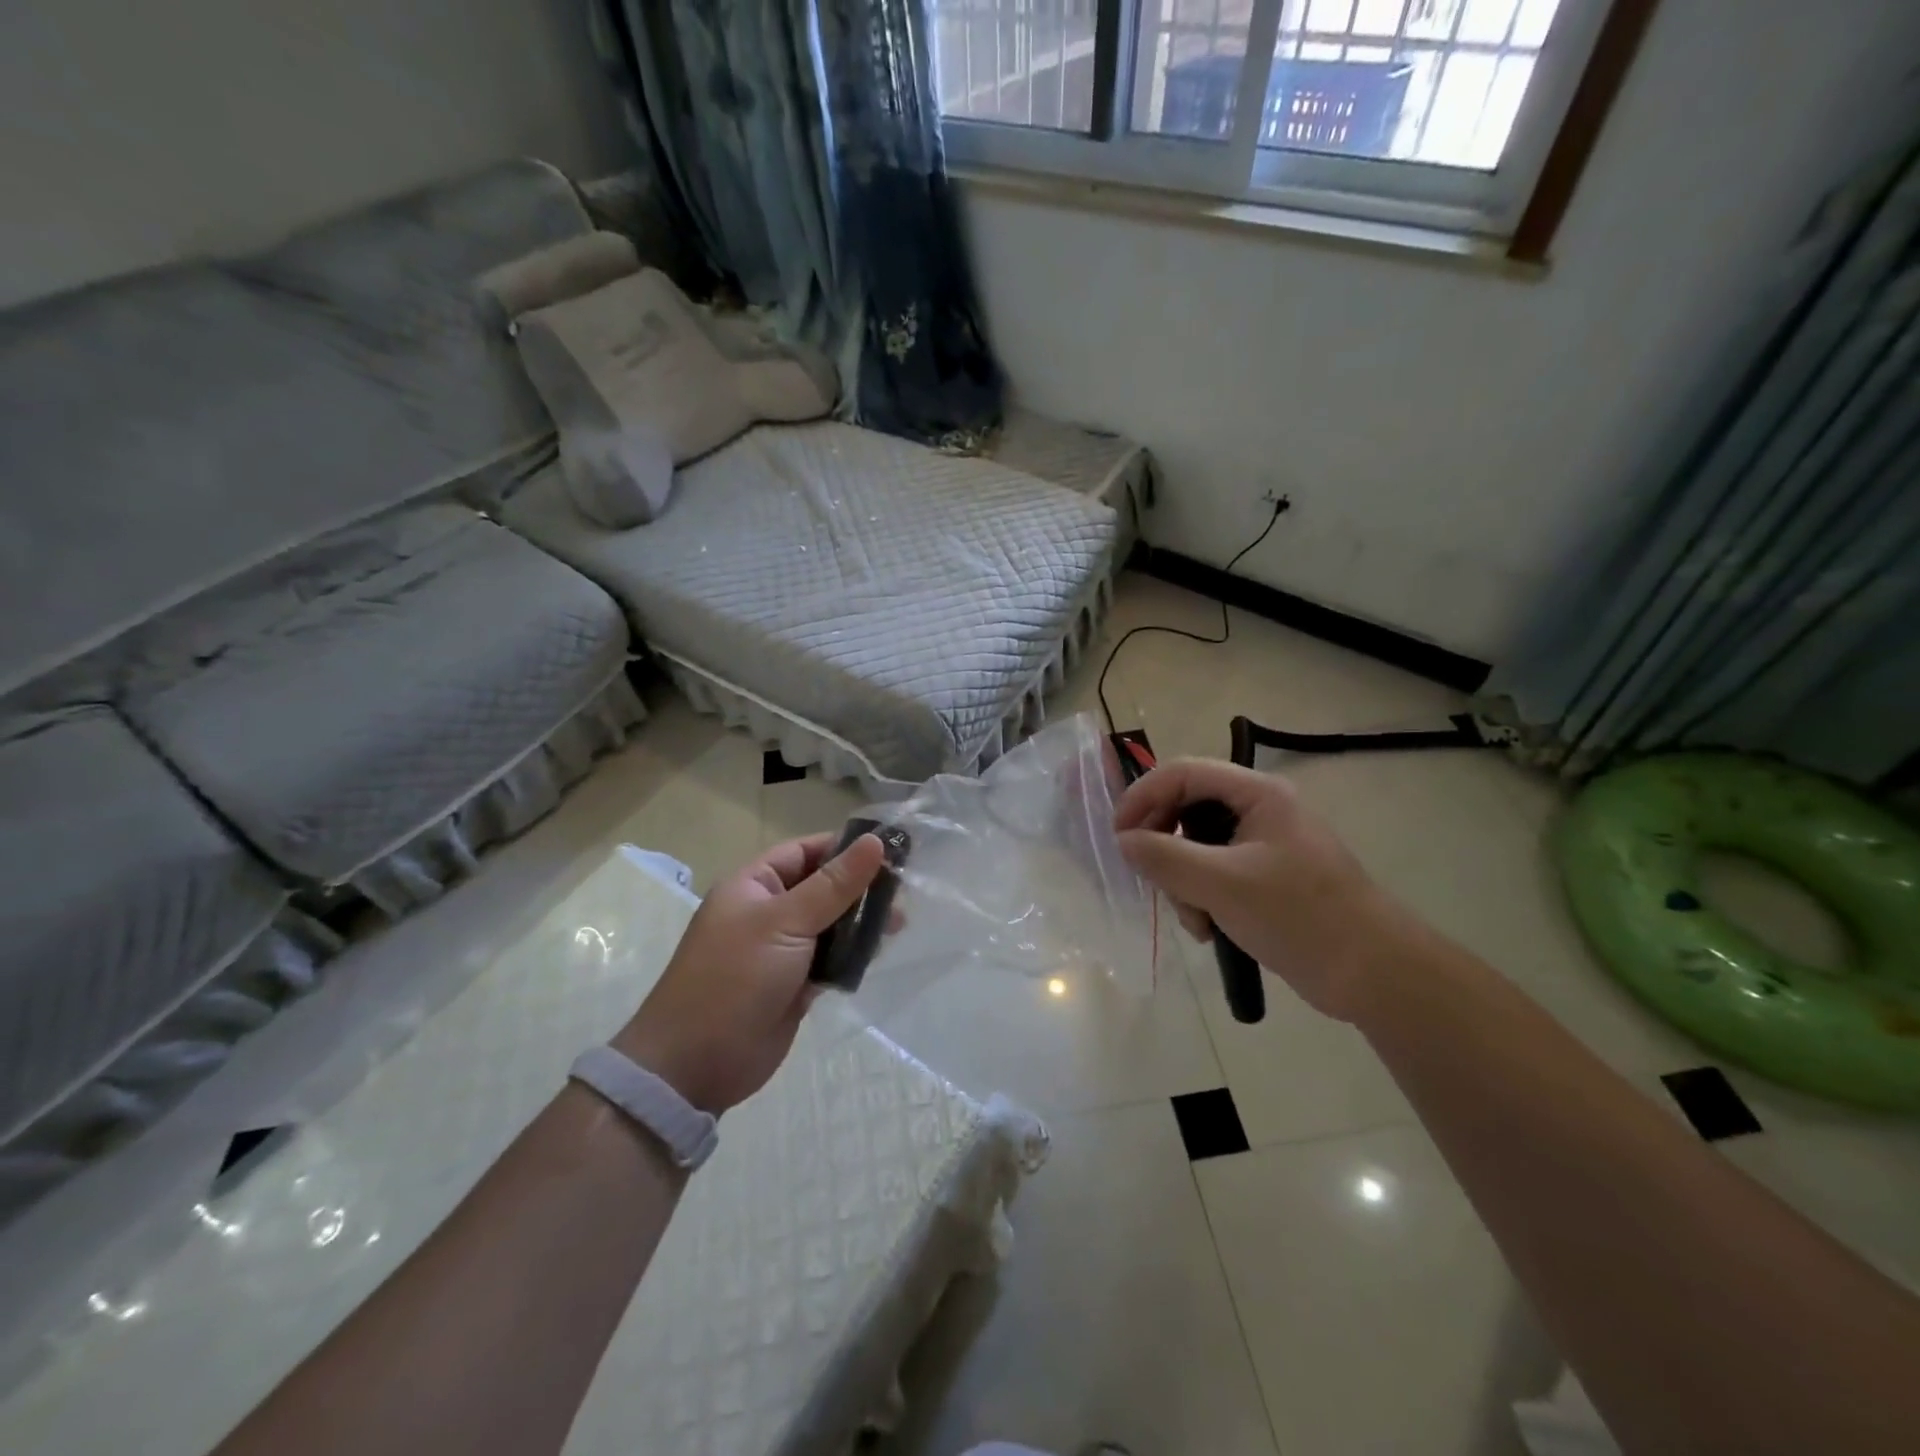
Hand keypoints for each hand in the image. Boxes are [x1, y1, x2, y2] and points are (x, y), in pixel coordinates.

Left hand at [612, 833, 884, 1112]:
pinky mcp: (796, 984)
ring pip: (831, 924)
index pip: (806, 851)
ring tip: (899, 923)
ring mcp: (783, 950)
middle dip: (860, 887)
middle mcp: (768, 912)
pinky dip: (853, 954)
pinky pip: (832, 959)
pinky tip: (880, 952)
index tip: (891, 850)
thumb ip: (834, 884)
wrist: (695, 1065)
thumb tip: (875, 842)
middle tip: (904, 891)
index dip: (844, 847)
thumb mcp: (785, 922)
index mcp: (754, 886)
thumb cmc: (735, 978)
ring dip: (861, 922)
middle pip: (823, 887)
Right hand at [1113, 758, 1420, 1022]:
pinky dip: (1201, 898)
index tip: (1118, 836)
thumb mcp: (1223, 885)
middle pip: (1186, 809)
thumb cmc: (1300, 916)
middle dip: (1164, 847)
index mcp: (1257, 794)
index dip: (1143, 796)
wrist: (1374, 974)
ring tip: (1194, 919)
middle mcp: (1259, 810)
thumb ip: (1165, 857)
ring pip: (1195, 846)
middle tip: (1151, 879)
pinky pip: (1213, 873)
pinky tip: (1209, 930)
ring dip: (1182, 881)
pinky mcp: (1264, 878)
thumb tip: (1123, 842)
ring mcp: (1263, 845)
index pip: (1183, 773)